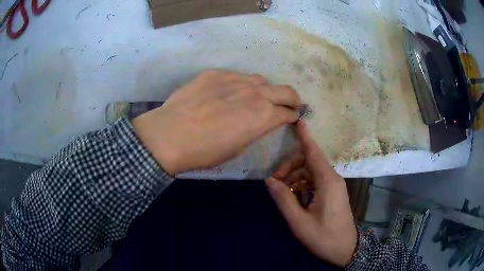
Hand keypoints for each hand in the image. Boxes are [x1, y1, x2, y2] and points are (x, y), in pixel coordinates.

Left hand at [133, 69, 300, 175]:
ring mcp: (235, 79)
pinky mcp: (216, 73)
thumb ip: (252, 130)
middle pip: (285, 91)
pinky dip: (240, 84)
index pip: (288, 112)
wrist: (170, 134)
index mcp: (263, 116)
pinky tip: (227, 93)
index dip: (292, 116)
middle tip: (290, 103)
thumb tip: (256, 122)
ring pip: (260, 80)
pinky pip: (236, 76)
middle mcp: (255, 93)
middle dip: (292, 98)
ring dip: (265, 89)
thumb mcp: (236, 148)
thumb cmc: (204, 151)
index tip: (292, 117)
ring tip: (256, 97)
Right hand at [265, 121, 357, 267]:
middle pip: (309, 161)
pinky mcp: (332, 193)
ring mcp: (334, 186)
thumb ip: (284, 199)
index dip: (305, 137)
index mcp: (327, 182)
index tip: (299, 121)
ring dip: (295, 176)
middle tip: (275, 181)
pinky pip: (315, 181)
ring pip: (311, 171)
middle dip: (291, 166)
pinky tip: (293, 196)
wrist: (345, 249)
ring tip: (282, 191)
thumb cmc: (323, 237)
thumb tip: (270, 181)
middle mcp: (332, 179)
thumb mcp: (299, 221)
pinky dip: (302, 184)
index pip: (314, 153)